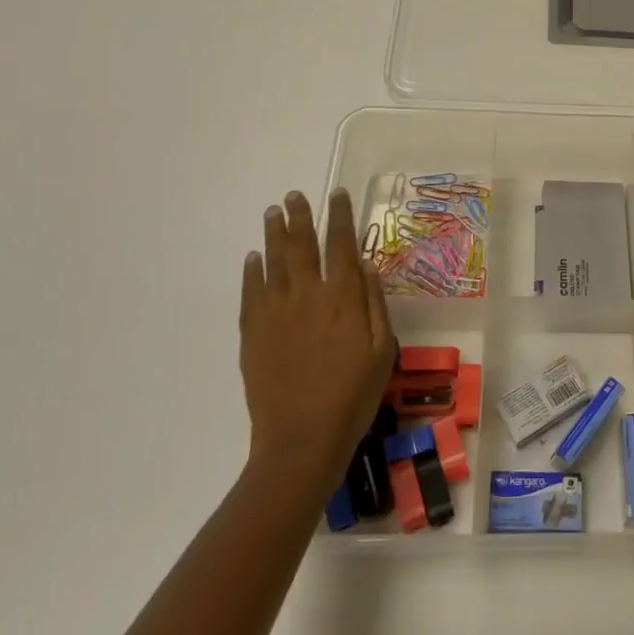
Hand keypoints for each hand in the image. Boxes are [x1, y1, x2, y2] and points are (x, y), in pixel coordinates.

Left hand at [240, 189, 394, 498]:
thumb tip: (367, 265)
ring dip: (273, 234)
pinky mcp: (253, 333)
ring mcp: (276, 313)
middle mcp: (307, 295)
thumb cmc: (352, 396)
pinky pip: (251, 292)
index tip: (337, 194)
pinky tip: (254, 257)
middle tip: (295, 195)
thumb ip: (374, 304)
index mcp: (343, 298)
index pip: (341, 245)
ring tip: (273, 212)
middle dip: (300, 216)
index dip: (340, 217)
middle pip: (302, 245)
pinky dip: (252, 271)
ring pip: (274, 262)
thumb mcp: (382, 350)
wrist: (301, 440)